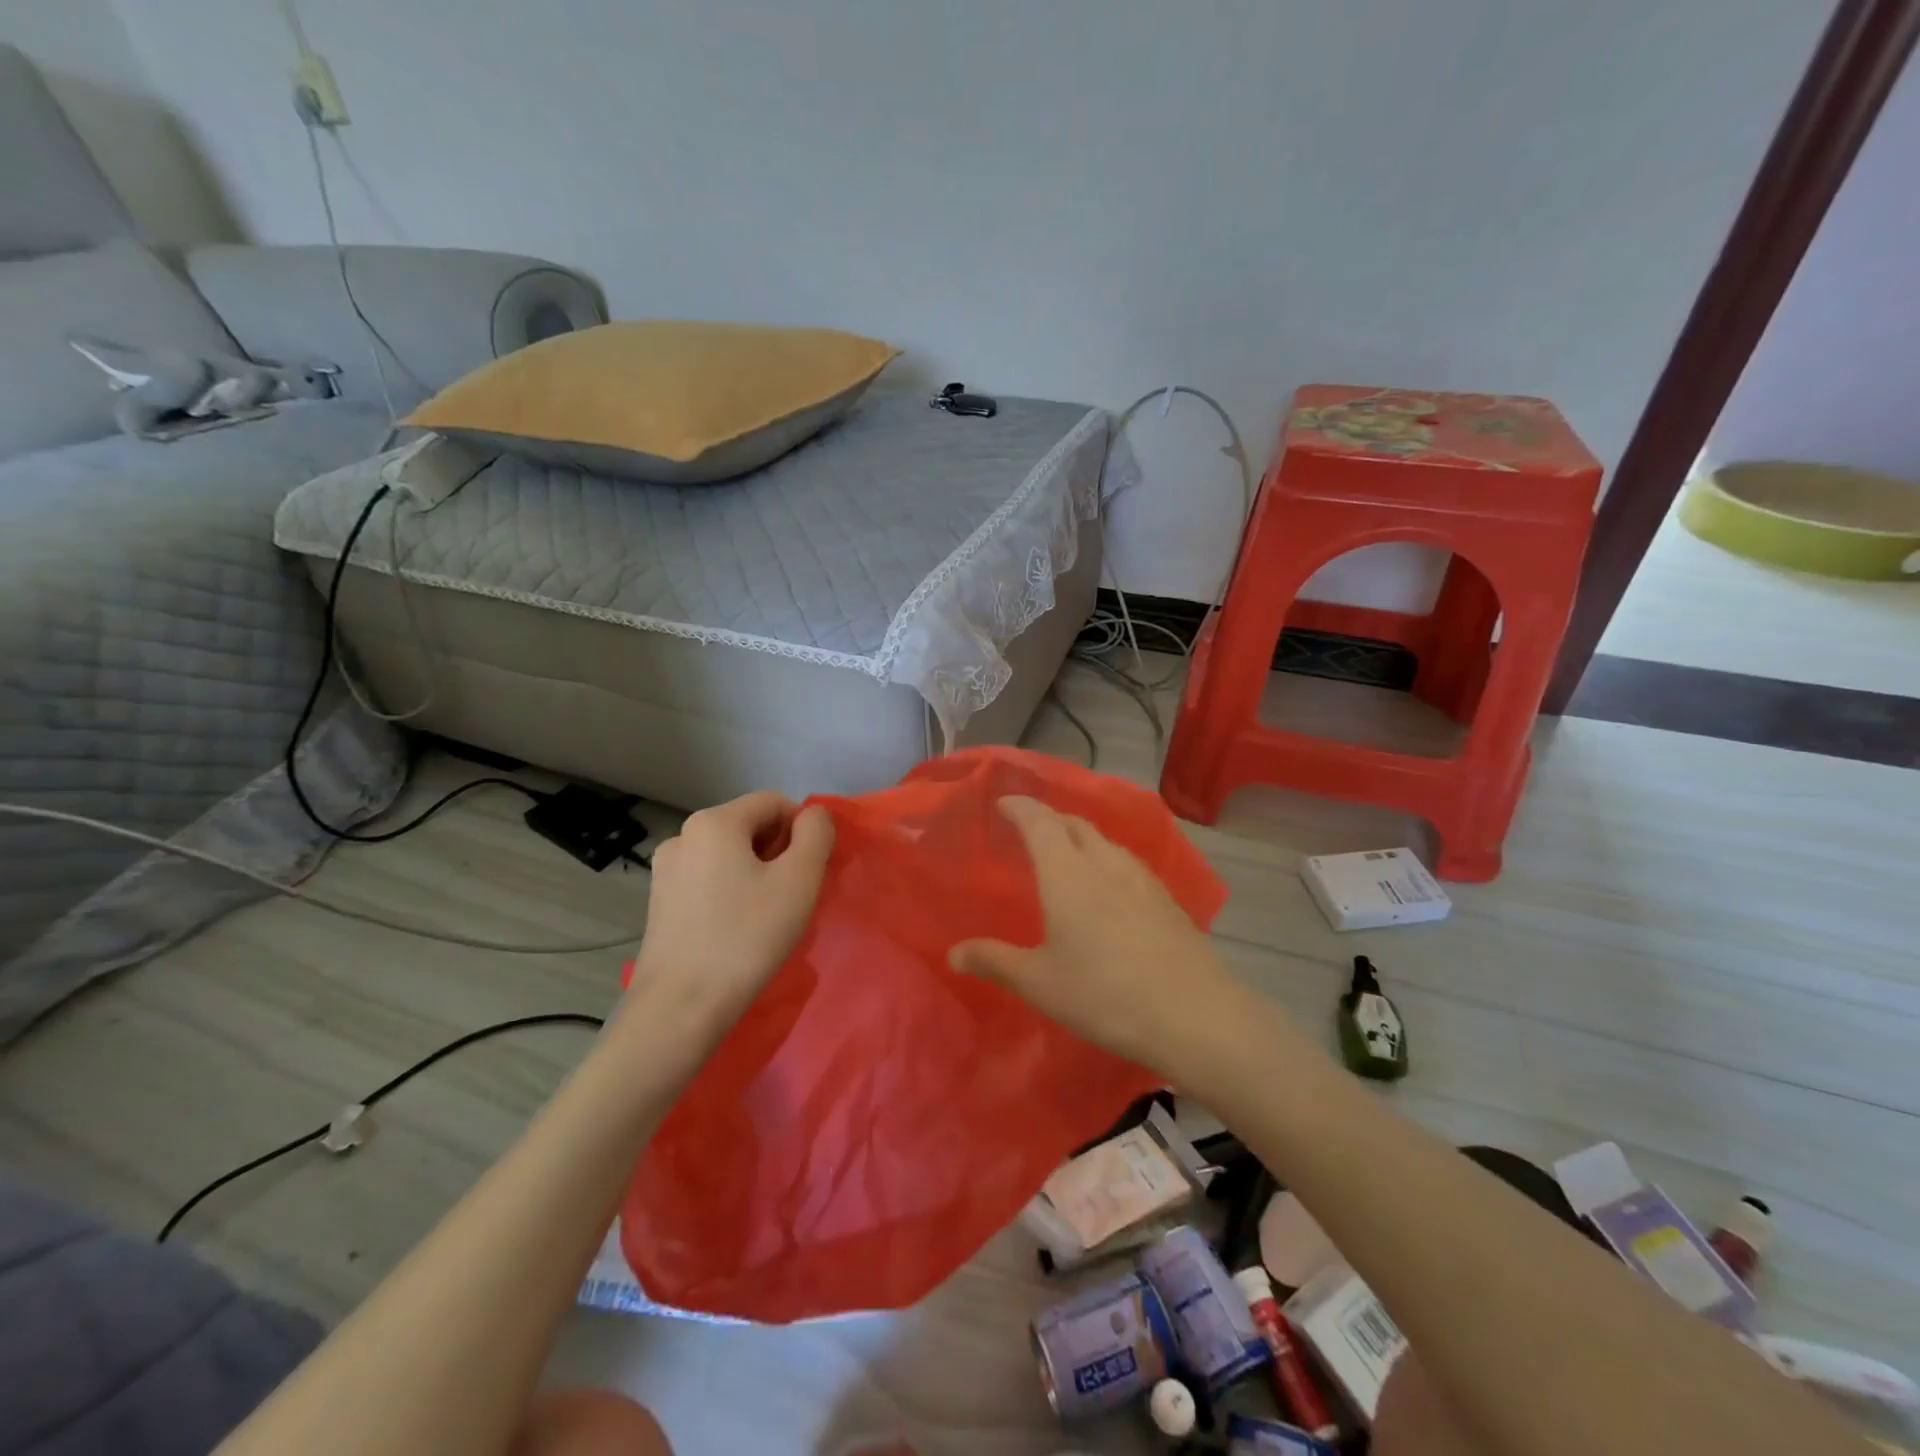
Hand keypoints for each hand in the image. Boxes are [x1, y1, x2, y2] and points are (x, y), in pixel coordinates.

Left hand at [627, 791, 834, 1024]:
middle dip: (779, 851)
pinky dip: (731, 890)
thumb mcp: (799, 879)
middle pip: (749, 825)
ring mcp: (665, 869)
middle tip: (793, 895)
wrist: (680, 1006)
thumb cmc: (746, 937)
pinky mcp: (659, 901)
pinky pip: (708, 878)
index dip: (803, 829)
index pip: (774, 802)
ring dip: (756, 872)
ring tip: (767, 915)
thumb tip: (813, 816)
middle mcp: (683, 834)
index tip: (811, 871)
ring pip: (728, 854)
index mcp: (714, 821)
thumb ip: (816, 834)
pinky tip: (738, 927)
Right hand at [948, 796, 1242, 1078]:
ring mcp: (1142, 879)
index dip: (1019, 807)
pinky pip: (1127, 864)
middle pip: (1075, 824)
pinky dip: (1107, 861)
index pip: (1039, 821)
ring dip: (1081, 839)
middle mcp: (1105, 863)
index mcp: (1067, 873)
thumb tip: (954, 953)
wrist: (1194, 1015)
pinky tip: (1110, 891)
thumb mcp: (1039, 982)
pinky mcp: (1167, 899)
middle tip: (1030, 832)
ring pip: (1105, 842)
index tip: (1003, 804)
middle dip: (1049, 819)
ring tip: (1068, 858)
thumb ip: (995, 960)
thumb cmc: (1103, 994)